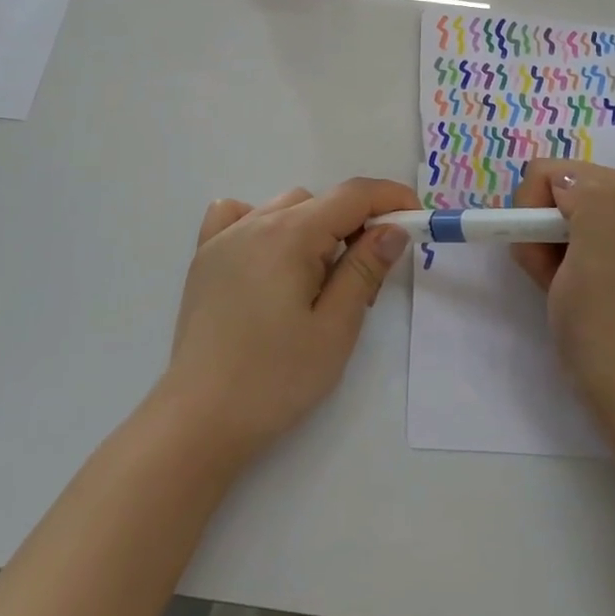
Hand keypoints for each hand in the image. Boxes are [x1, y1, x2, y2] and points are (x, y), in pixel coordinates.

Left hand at [161, 178, 418, 461]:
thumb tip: (393, 228)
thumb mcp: (335, 328)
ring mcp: (225, 237)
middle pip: (322, 201)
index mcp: (291, 234)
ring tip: (317, 281)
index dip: (391, 199)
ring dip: (314, 227)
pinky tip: (268, 256)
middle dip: (355, 227)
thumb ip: (365, 269)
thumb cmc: (275, 378)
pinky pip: (237, 215)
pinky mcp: (205, 258)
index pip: (353, 195)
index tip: (416, 221)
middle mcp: (256, 222)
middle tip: (365, 283)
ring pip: (286, 206)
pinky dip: (264, 222)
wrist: (199, 420)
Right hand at [511, 160, 614, 423]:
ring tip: (558, 284)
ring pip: (541, 215)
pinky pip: (547, 237)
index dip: (539, 209)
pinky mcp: (592, 252)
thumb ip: (589, 201)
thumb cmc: (611, 322)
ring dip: (536, 249)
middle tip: (554, 270)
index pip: (555, 172)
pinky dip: (542, 261)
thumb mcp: (603, 255)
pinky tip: (557, 287)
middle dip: (537, 229)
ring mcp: (606, 227)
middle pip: (547, 190)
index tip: (553, 251)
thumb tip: (561, 180)